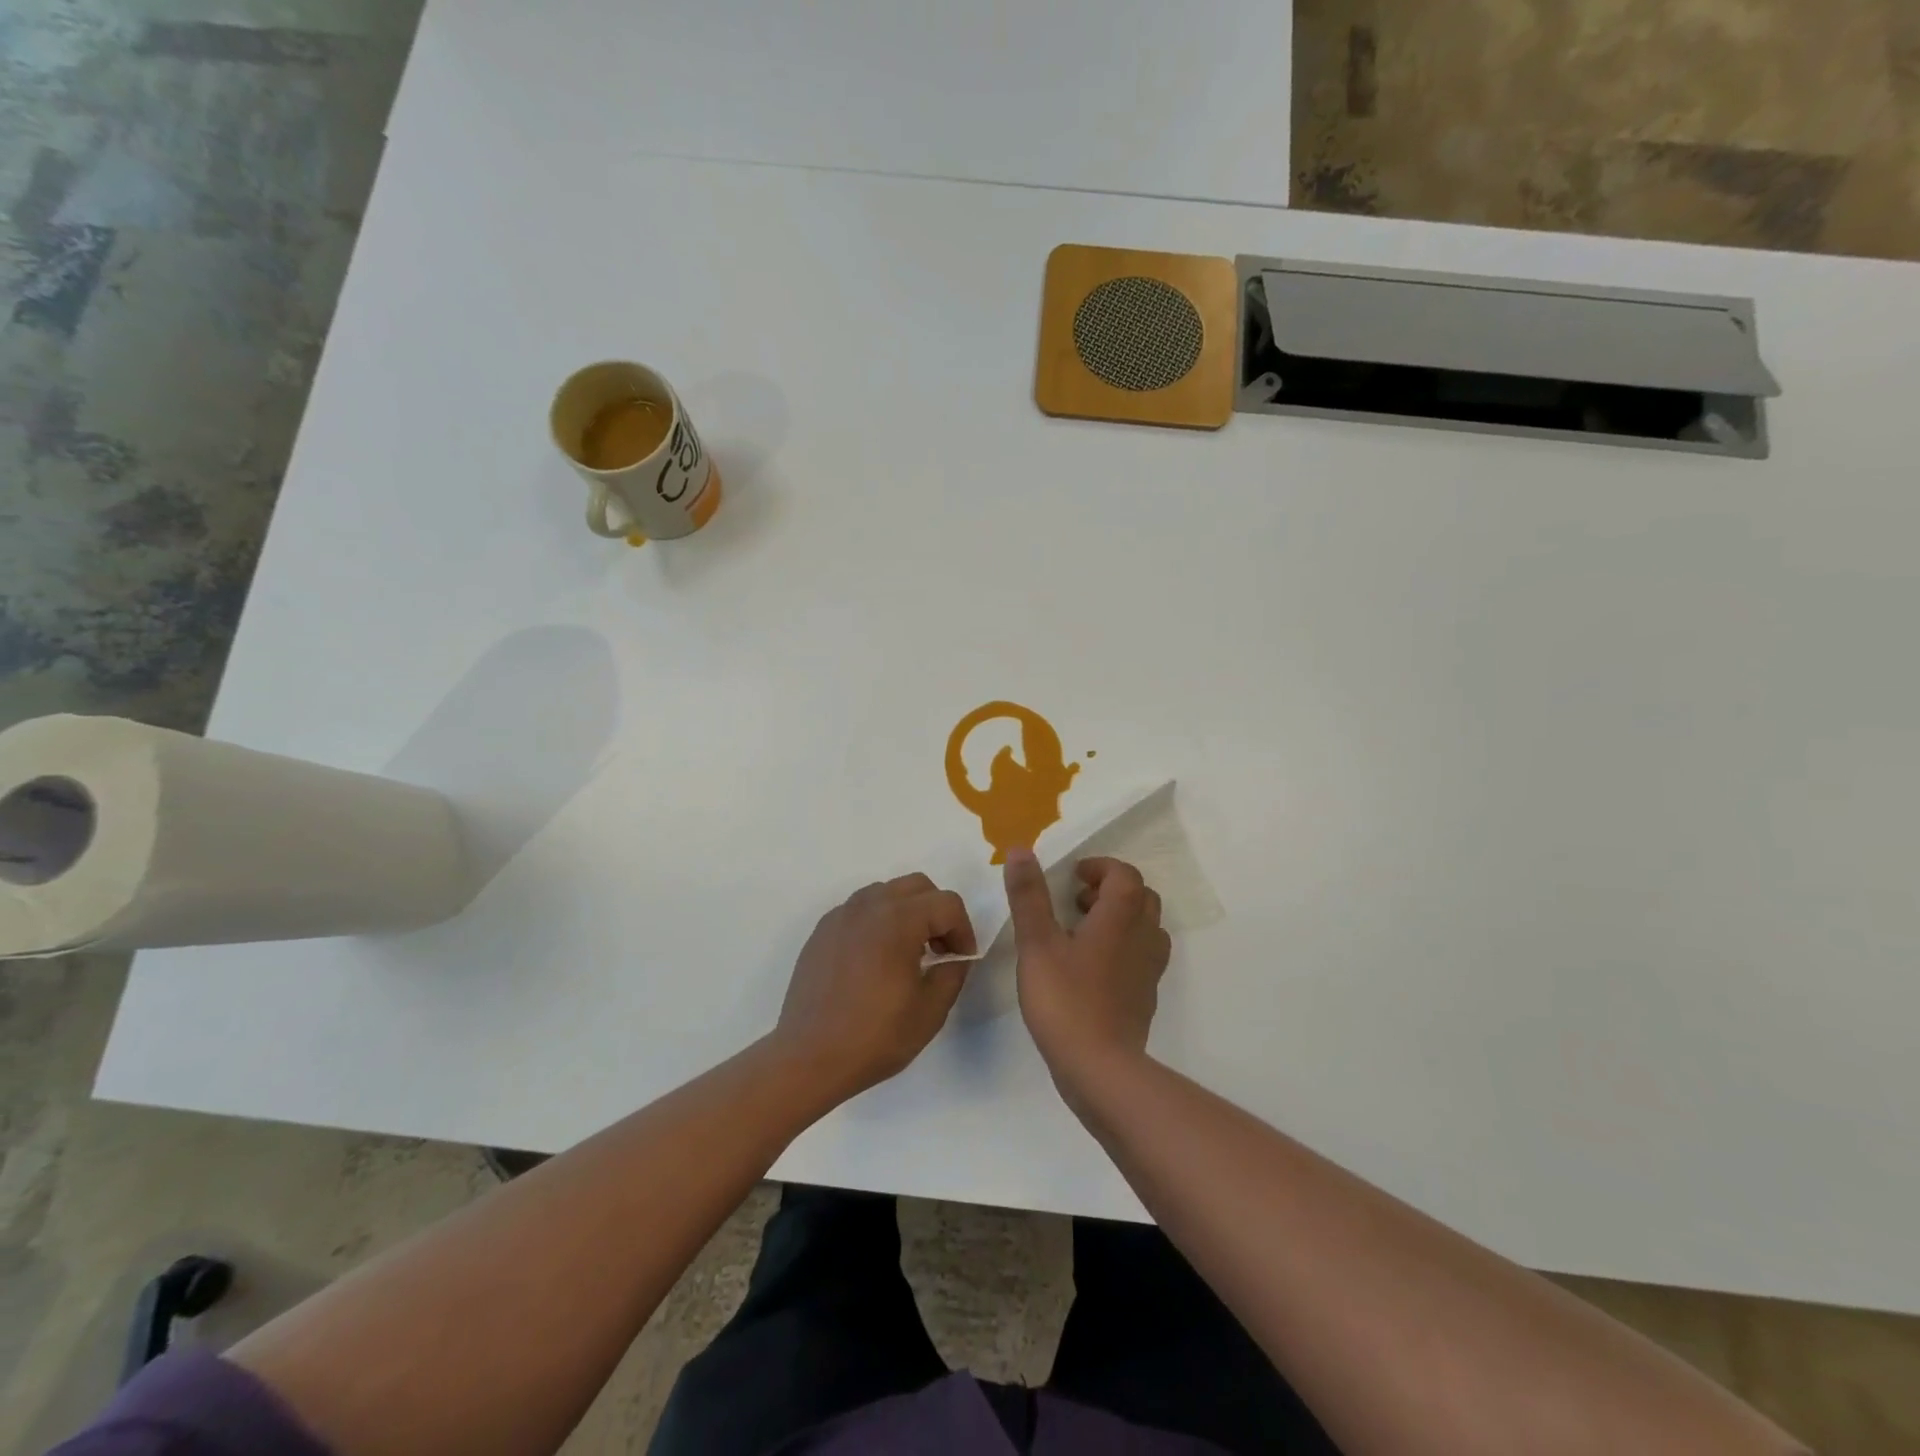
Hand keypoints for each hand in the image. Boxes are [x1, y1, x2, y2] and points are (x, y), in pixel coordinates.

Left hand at [773, 873, 975, 1103]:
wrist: (809, 1058)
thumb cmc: (875, 1036)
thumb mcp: (931, 1010)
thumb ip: (953, 972)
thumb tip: (953, 957)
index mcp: (898, 920)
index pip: (947, 904)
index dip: (963, 930)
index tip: (961, 961)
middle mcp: (868, 906)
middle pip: (917, 886)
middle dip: (937, 913)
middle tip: (940, 951)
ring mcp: (840, 916)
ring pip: (886, 893)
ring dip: (907, 913)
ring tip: (907, 954)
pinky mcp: (822, 931)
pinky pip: (859, 910)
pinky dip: (877, 922)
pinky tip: (875, 961)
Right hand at [1003, 850, 1169, 1090]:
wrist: (1100, 1068)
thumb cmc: (1065, 999)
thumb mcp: (1037, 943)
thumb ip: (1029, 896)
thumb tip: (1021, 850)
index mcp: (1120, 917)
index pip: (1124, 874)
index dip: (1100, 868)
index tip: (1073, 877)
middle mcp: (1143, 937)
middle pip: (1140, 897)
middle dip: (1110, 890)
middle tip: (1077, 901)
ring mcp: (1148, 969)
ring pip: (1145, 927)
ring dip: (1119, 918)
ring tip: (1082, 932)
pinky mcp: (1145, 996)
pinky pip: (1142, 956)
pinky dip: (1122, 947)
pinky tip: (1091, 967)